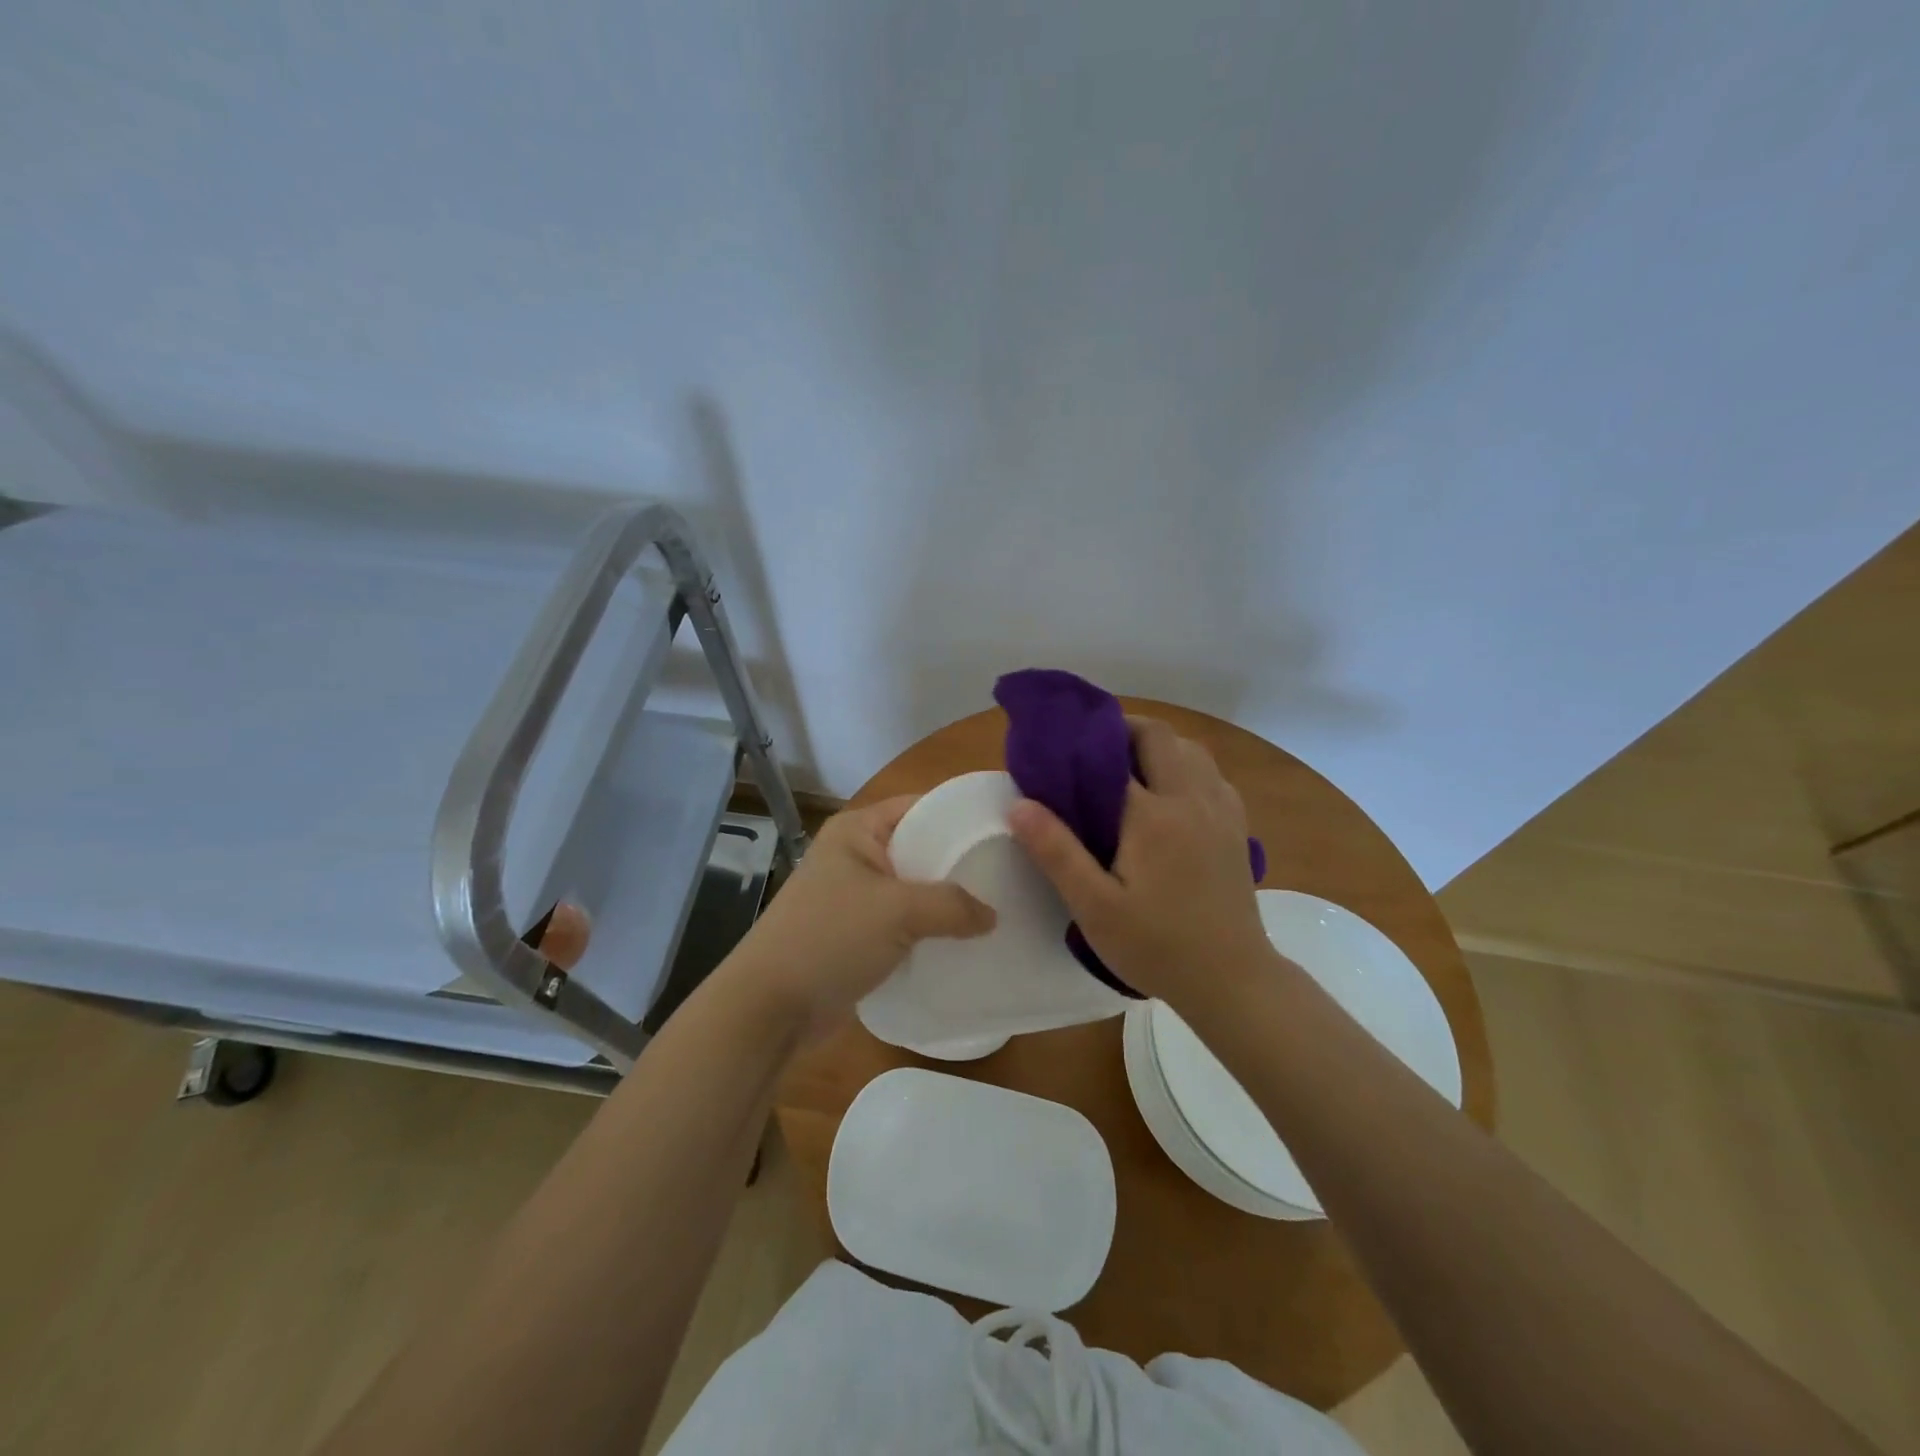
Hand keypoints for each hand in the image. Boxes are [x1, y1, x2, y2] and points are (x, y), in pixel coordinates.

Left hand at [721, 796, 996, 1037]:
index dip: (961, 816)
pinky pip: (904, 922)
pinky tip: (967, 941)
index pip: (920, 807)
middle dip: (960, 864)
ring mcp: (855, 896)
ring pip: (915, 889)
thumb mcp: (897, 911)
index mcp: (857, 830)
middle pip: (920, 848)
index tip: (1006, 831)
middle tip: (1011, 875)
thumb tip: (993, 915)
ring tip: (999, 909)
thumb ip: (952, 905)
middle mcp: (856, 855)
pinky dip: (931, 929)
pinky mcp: (857, 933)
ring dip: (948, 902)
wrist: (771, 1007)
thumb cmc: (830, 939)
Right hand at [1008, 717, 1271, 1008]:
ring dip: (1158, 746)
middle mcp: (1191, 799)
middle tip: (1092, 753)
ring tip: (1128, 769)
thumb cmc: (1156, 946)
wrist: (1232, 981)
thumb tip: (1019, 804)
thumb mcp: (1094, 907)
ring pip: (1191, 751)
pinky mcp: (1237, 828)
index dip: (1085, 743)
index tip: (1060, 746)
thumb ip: (1056, 852)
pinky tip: (1170, 798)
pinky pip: (1211, 775)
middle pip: (1160, 737)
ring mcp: (1221, 811)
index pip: (1115, 754)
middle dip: (1125, 731)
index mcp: (1153, 815)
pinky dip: (1186, 768)